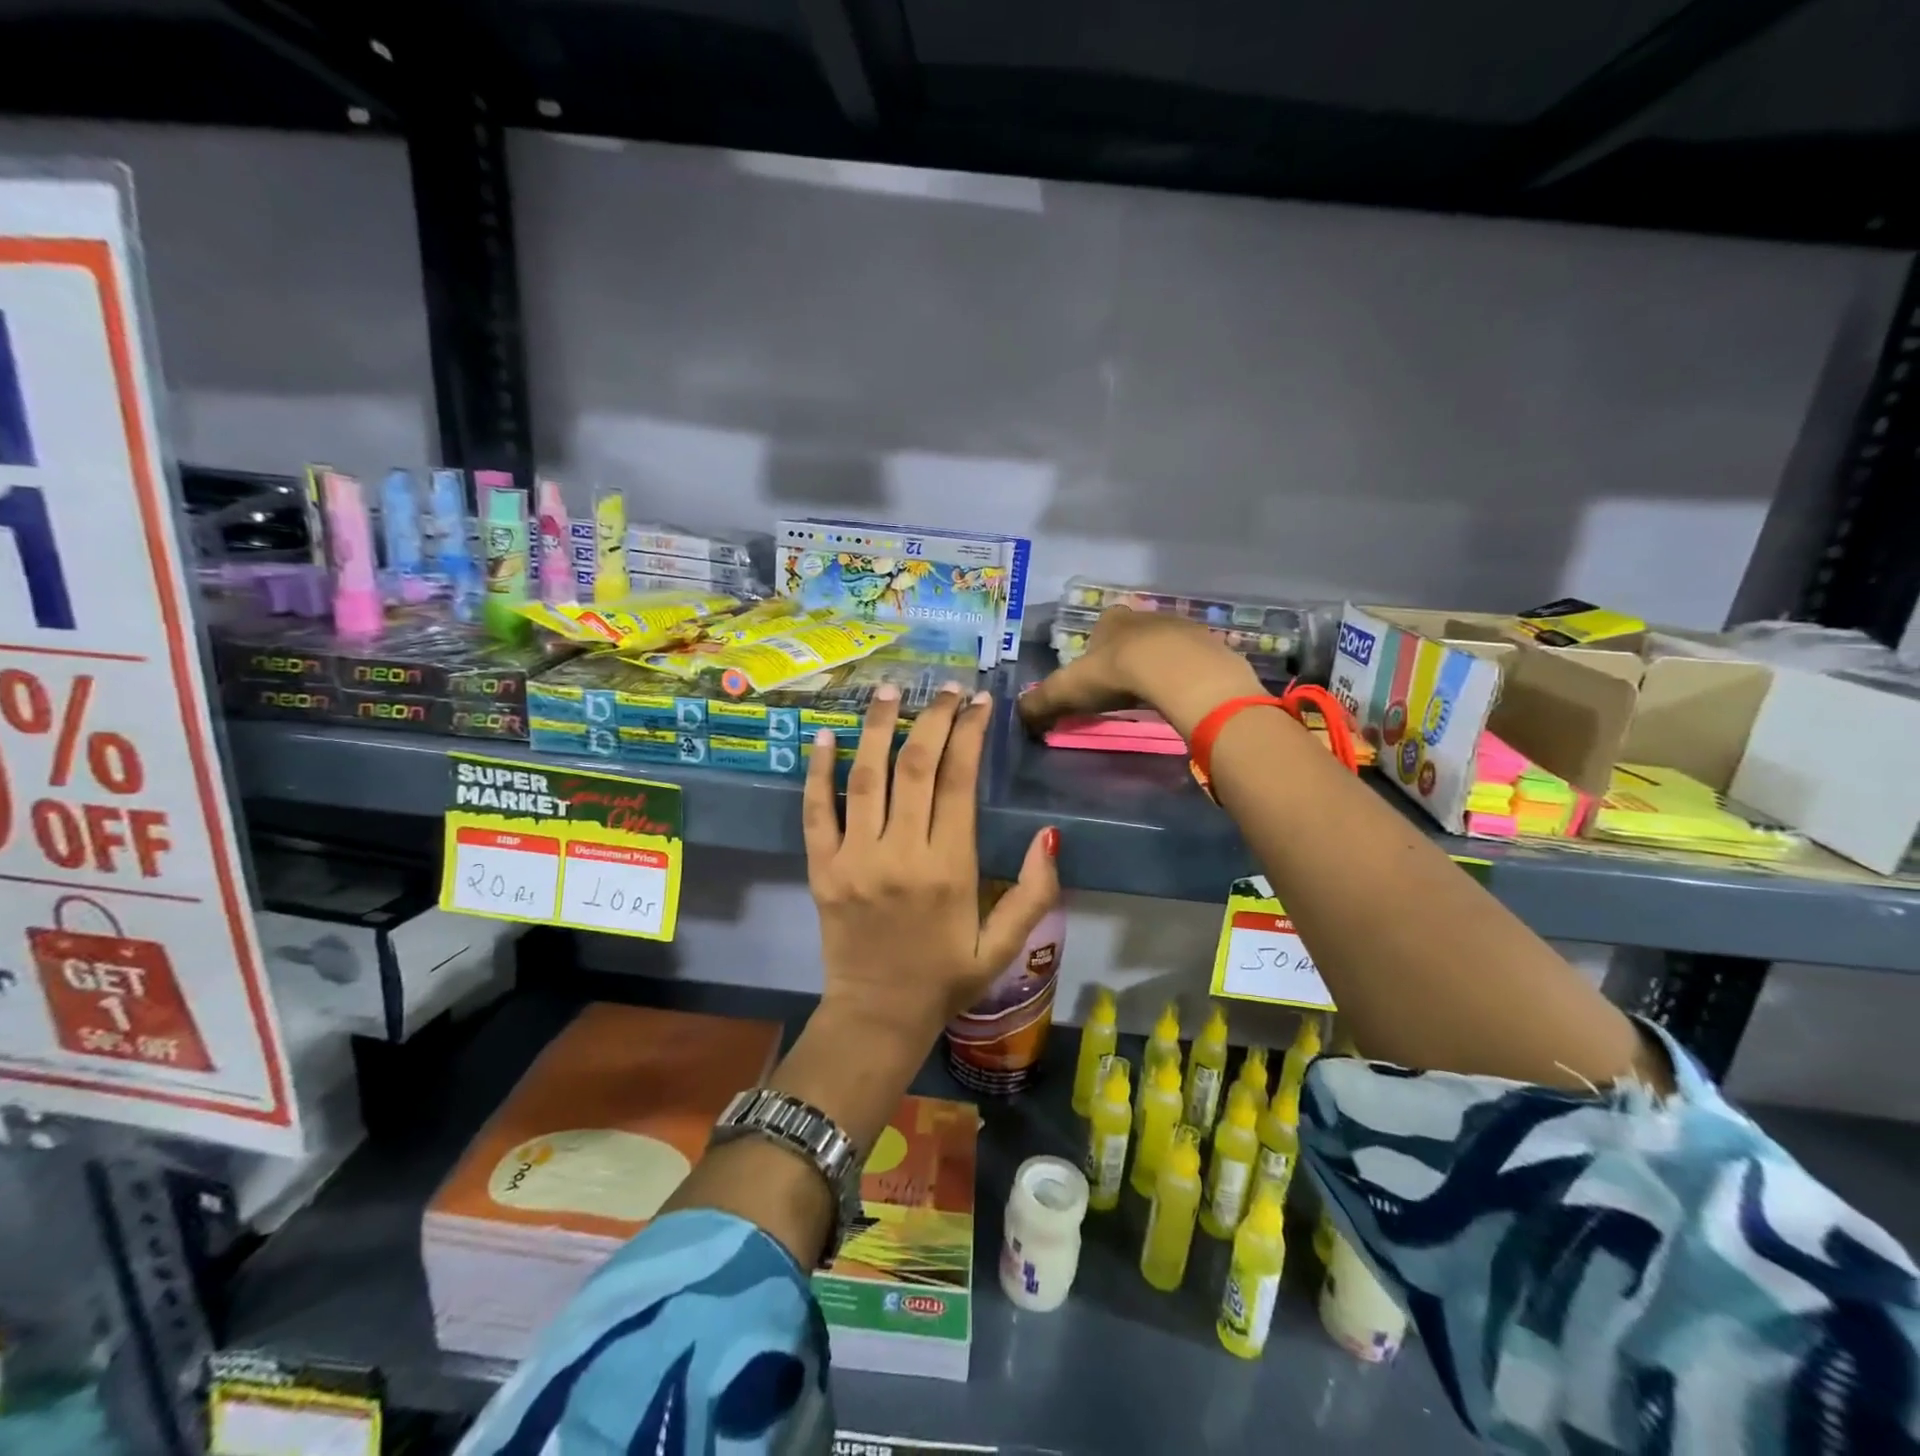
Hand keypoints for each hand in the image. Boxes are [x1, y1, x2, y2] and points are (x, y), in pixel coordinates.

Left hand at [803, 680, 1059, 1049]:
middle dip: (932, 718)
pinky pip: (815, 812)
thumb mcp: (1004, 946)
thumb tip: (1050, 835)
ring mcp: (854, 860)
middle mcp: (900, 854)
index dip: (969, 734)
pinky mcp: (821, 869)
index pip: (958, 781)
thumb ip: (1034, 892)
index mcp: (949, 869)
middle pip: (915, 767)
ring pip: (866, 778)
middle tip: (944, 688)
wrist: (877, 1017)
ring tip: (890, 691)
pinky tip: (825, 735)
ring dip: (878, 728)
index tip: (978, 703)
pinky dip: (818, 772)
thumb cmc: (946, 979)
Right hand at [1018, 607, 1262, 737]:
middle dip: (1131, 652)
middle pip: (1136, 632)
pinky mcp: (1211, 648)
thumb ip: (1041, 703)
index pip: (1103, 624)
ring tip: (1155, 692)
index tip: (1097, 668)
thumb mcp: (1068, 691)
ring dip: (1162, 663)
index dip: (1098, 644)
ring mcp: (1183, 629)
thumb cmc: (1117, 674)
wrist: (1179, 673)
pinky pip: (1196, 661)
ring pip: (1168, 644)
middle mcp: (1147, 618)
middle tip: (1125, 684)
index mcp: (1112, 621)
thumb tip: (1018, 717)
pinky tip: (1184, 695)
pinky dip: (1189, 675)